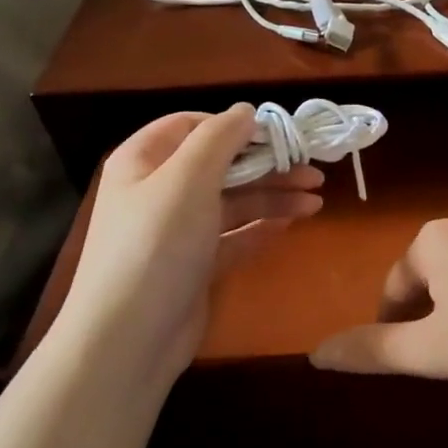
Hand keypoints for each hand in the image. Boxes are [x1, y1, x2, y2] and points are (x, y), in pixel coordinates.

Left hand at [53, 105, 322, 379]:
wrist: (130, 337)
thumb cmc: (156, 246)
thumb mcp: (187, 180)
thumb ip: (219, 138)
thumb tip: (246, 110)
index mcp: (144, 161)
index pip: (192, 126)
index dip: (236, 126)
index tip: (281, 135)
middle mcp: (159, 191)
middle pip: (220, 166)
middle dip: (267, 165)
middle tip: (315, 170)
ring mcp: (177, 232)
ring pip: (232, 202)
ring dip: (273, 197)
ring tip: (317, 200)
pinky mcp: (195, 266)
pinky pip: (234, 237)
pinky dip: (261, 228)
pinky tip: (293, 224)